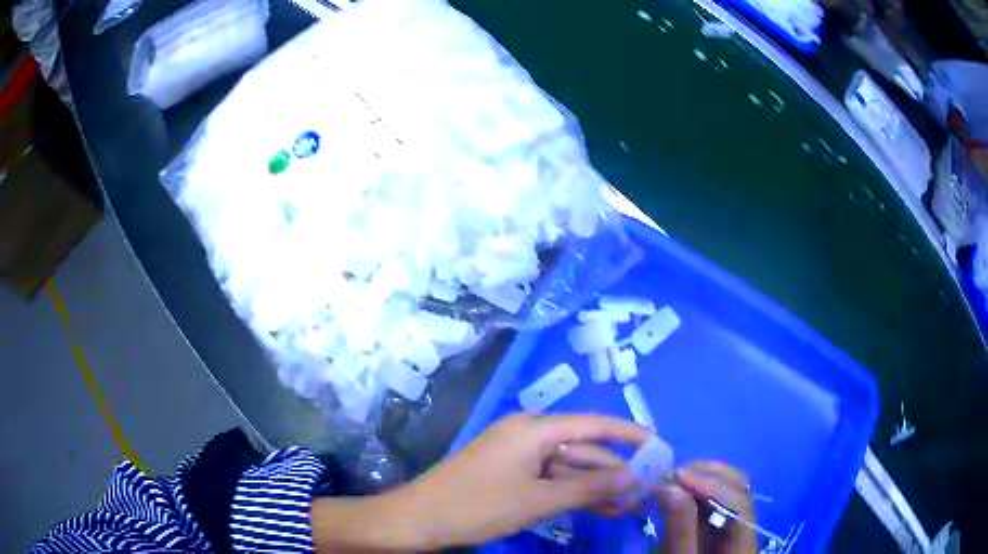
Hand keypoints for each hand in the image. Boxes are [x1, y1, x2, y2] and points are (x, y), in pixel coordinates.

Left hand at [403, 412, 649, 548]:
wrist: (420, 519)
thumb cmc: (478, 506)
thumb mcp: (538, 500)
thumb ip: (588, 487)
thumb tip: (634, 477)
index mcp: (533, 429)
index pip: (593, 424)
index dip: (628, 433)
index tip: (658, 444)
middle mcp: (527, 434)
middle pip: (582, 448)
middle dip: (613, 469)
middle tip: (643, 490)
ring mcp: (517, 455)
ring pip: (567, 467)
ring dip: (595, 485)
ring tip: (626, 505)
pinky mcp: (509, 473)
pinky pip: (550, 478)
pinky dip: (572, 492)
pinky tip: (596, 507)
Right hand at [656, 462, 757, 553]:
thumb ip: (679, 529)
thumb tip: (671, 487)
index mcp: (743, 541)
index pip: (737, 501)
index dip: (709, 484)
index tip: (676, 477)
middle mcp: (747, 527)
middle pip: (740, 488)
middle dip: (708, 474)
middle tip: (673, 474)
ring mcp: (738, 525)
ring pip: (732, 489)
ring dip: (705, 477)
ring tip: (675, 480)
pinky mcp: (725, 527)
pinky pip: (719, 500)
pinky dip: (701, 489)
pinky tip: (682, 491)